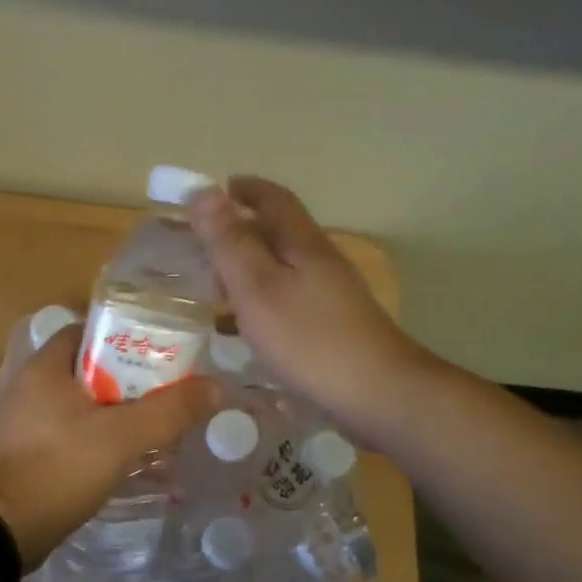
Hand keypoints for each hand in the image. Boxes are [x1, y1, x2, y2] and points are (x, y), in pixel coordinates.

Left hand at [0, 327, 219, 569]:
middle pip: (85, 370)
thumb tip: (216, 387)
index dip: (120, 336)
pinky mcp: (22, 453)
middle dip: (125, 381)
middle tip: (161, 394)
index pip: (84, 331)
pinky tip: (122, 460)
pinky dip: (93, 439)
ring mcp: (20, 422)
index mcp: (43, 368)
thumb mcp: (122, 436)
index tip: (154, 352)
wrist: (5, 530)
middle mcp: (26, 387)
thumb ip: (169, 411)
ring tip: (149, 429)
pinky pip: (65, 433)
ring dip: (112, 414)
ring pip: (77, 405)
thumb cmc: (61, 467)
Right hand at [189, 177, 431, 440]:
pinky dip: (262, 298)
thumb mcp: (257, 287)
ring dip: (250, 267)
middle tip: (203, 244)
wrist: (377, 393)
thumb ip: (229, 242)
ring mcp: (331, 296)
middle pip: (280, 233)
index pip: (274, 200)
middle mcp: (321, 262)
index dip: (246, 189)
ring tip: (216, 285)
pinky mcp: (333, 326)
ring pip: (283, 268)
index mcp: (303, 244)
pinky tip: (249, 324)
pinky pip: (289, 298)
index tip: (217, 188)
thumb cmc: (309, 338)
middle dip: (242, 229)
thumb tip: (203, 191)